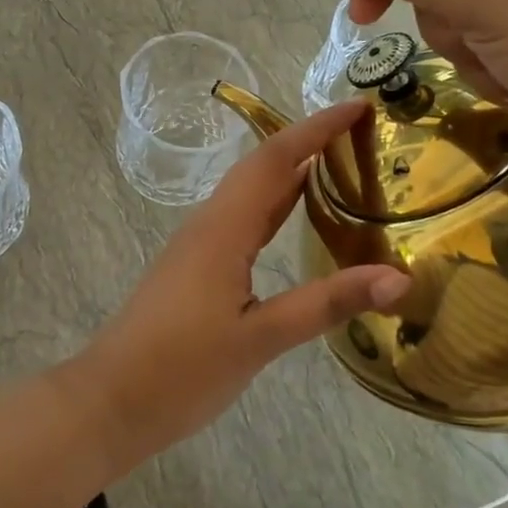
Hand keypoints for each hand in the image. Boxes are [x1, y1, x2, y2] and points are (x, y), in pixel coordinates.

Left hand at [71, 100, 409, 466]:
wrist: (111, 400)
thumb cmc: (180, 369)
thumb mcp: (259, 338)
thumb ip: (326, 304)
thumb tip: (397, 278)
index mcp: (223, 228)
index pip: (275, 159)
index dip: (316, 129)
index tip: (359, 106)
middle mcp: (210, 224)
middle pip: (262, 167)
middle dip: (308, 141)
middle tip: (362, 132)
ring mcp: (199, 245)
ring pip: (250, 193)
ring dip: (292, 171)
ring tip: (341, 163)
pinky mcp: (196, 267)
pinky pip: (242, 219)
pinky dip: (276, 205)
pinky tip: (295, 218)